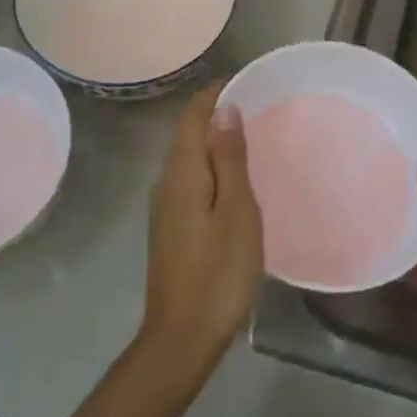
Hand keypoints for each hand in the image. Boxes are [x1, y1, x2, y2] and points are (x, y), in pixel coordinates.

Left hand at [138, 81, 264, 370]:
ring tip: (245, 134)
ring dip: (211, 140)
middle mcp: (166, 183)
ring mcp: (165, 208)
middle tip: (251, 102)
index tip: (240, 79)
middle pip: (187, 135)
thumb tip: (223, 111)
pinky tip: (230, 177)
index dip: (212, 95)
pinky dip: (209, 166)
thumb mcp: (236, 212)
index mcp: (182, 174)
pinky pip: (189, 180)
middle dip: (213, 113)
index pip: (192, 118)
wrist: (182, 337)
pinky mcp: (170, 228)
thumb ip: (229, 160)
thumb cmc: (219, 272)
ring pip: (187, 159)